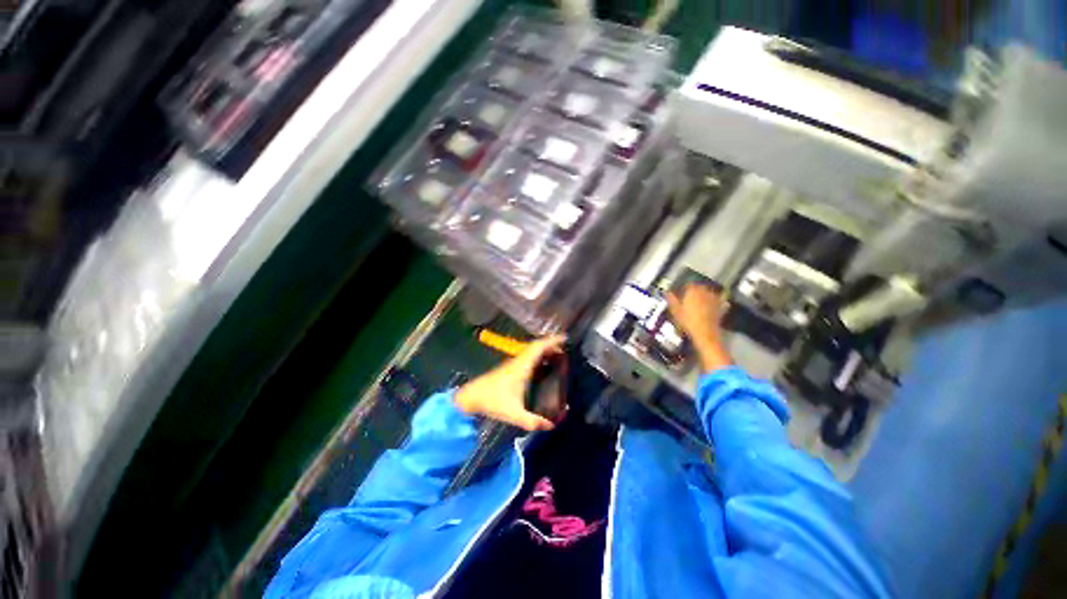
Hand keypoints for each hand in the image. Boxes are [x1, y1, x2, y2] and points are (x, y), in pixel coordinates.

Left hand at [454, 335, 565, 430]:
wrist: (472, 396)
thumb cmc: (493, 401)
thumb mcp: (514, 414)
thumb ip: (533, 421)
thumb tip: (551, 426)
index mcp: (522, 366)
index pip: (538, 348)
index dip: (552, 341)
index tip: (564, 338)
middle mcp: (519, 361)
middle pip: (537, 347)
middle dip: (551, 345)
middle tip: (565, 350)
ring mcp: (513, 363)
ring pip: (531, 351)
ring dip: (544, 350)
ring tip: (557, 356)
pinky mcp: (510, 368)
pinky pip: (528, 357)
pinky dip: (538, 356)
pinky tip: (542, 366)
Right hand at [667, 284, 731, 372]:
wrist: (705, 334)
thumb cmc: (688, 322)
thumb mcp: (675, 311)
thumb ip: (671, 299)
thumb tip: (667, 293)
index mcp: (693, 290)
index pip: (688, 284)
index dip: (683, 288)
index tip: (680, 292)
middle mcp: (705, 292)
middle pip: (699, 287)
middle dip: (694, 291)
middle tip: (687, 298)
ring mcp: (714, 299)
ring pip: (708, 293)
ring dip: (703, 295)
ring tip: (698, 302)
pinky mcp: (720, 307)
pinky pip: (717, 300)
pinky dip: (714, 301)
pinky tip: (709, 306)